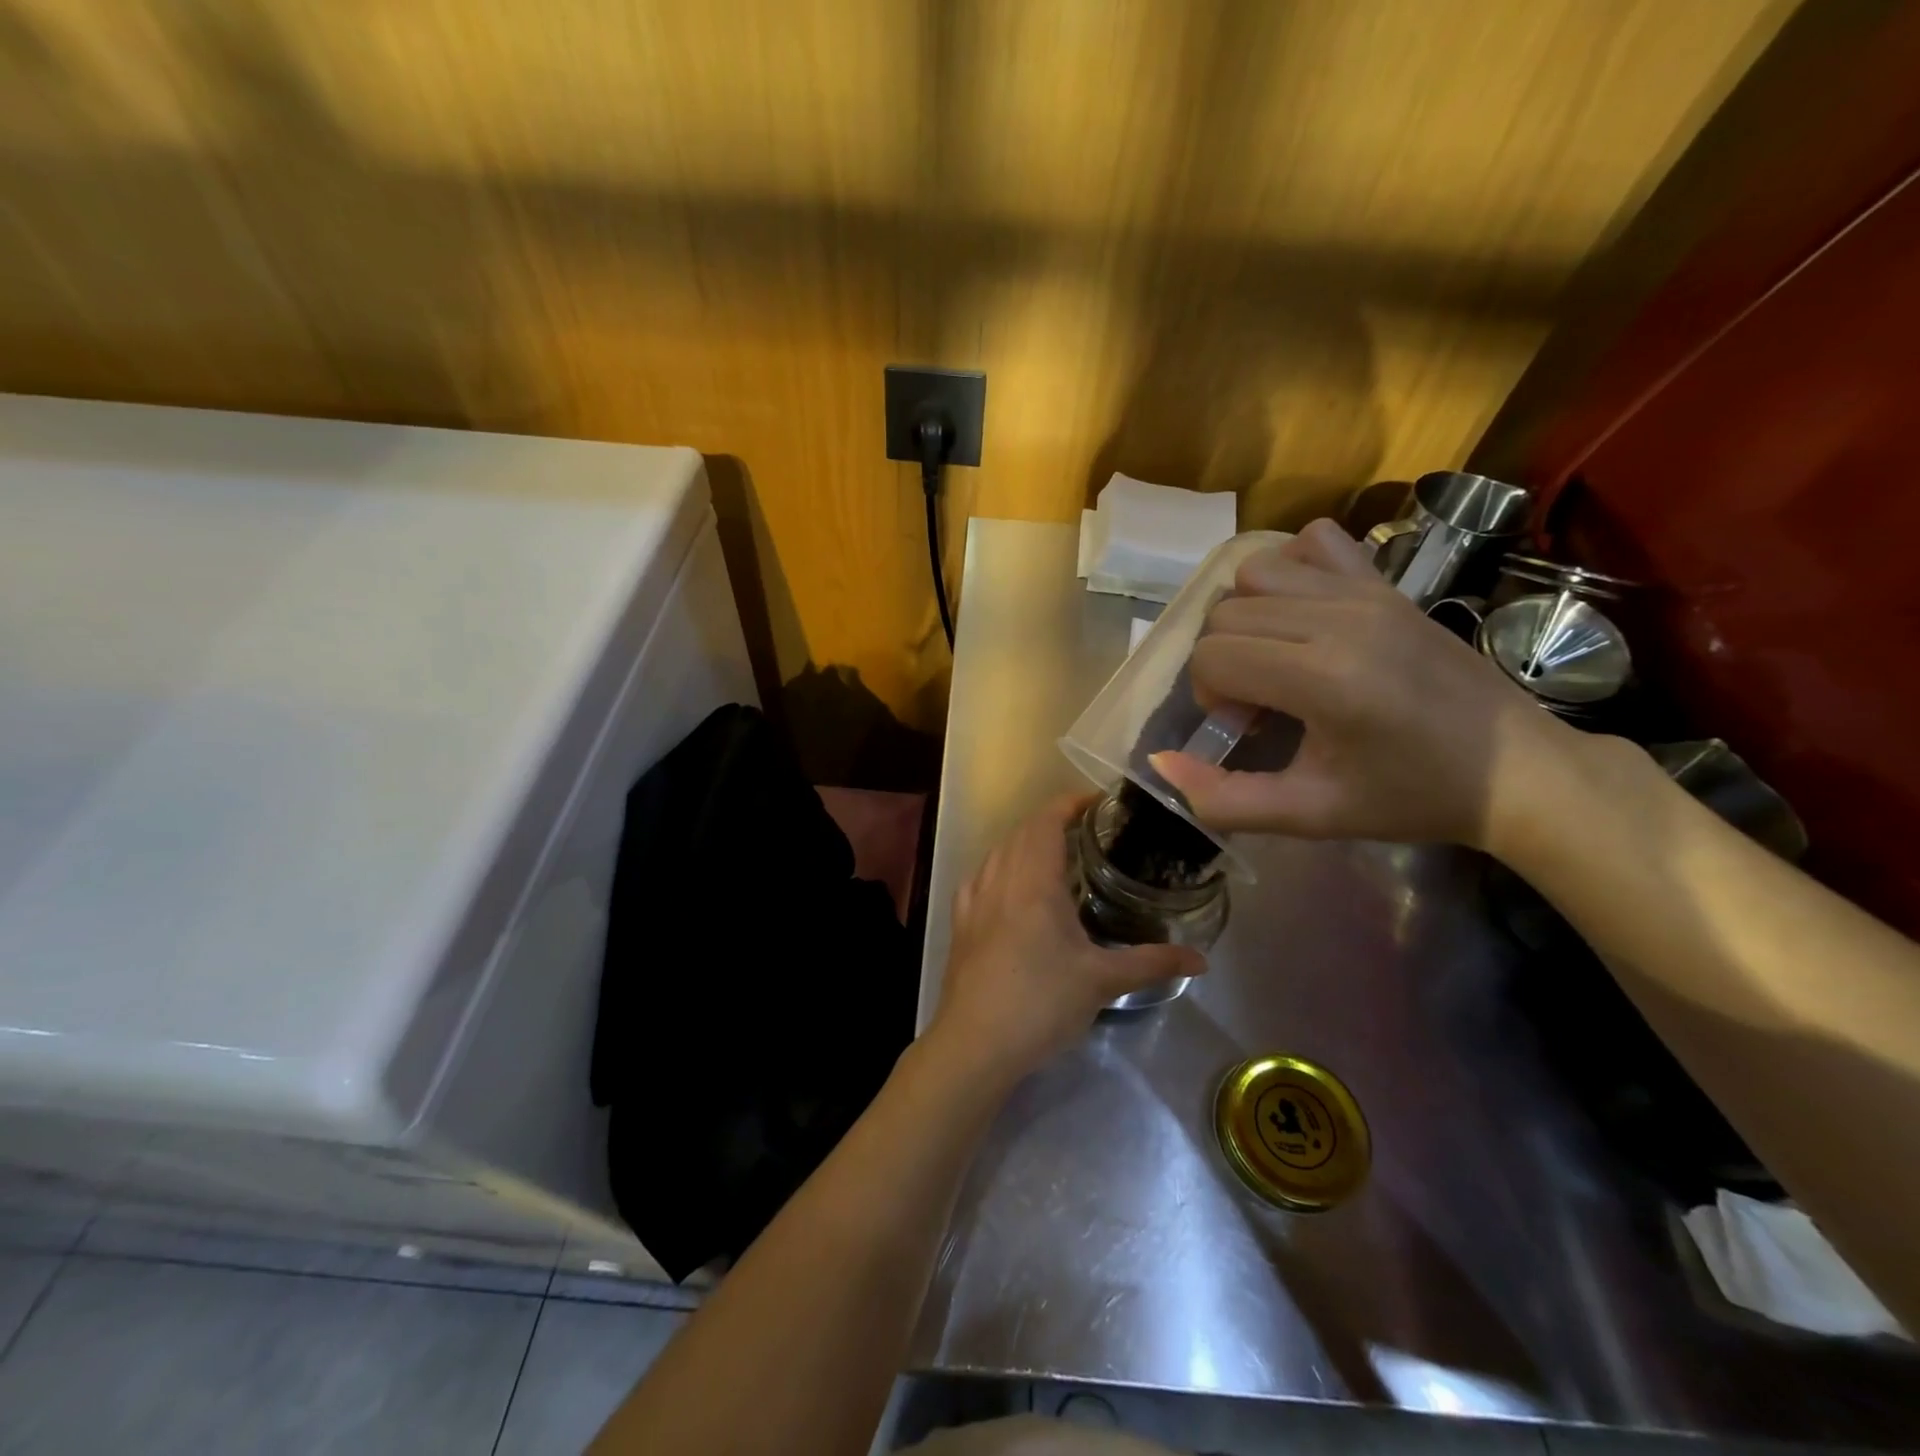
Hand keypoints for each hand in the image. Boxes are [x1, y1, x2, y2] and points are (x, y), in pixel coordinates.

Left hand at [929, 795, 1204, 1080]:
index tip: (1098, 802)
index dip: (1070, 803)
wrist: (976, 1043)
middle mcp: (1000, 879)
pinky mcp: (960, 923)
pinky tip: (1009, 887)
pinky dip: (999, 867)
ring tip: (1054, 856)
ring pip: (998, 852)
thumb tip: (1201, 959)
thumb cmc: (1042, 1002)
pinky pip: (979, 878)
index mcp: (1034, 881)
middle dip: (1052, 821)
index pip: (1047, 821)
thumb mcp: (1103, 981)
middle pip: (1022, 832)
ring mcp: (974, 900)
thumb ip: (1152, 962)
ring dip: (1025, 842)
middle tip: (1087, 831)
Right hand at [1151, 518, 1580, 848]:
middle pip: (1224, 614)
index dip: (1211, 695)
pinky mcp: (1386, 581)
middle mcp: (1339, 619)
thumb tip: (1161, 763)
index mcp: (1323, 678)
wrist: (1517, 770)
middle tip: (1260, 702)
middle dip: (1223, 661)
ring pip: (1255, 572)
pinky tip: (1304, 612)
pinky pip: (1312, 542)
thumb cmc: (1410, 797)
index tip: (1246, 726)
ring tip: (1277, 656)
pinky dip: (1290, 570)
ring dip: (1246, 616)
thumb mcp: (1310, 815)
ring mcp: (1366, 591)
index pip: (1212, 655)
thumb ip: (1224, 799)